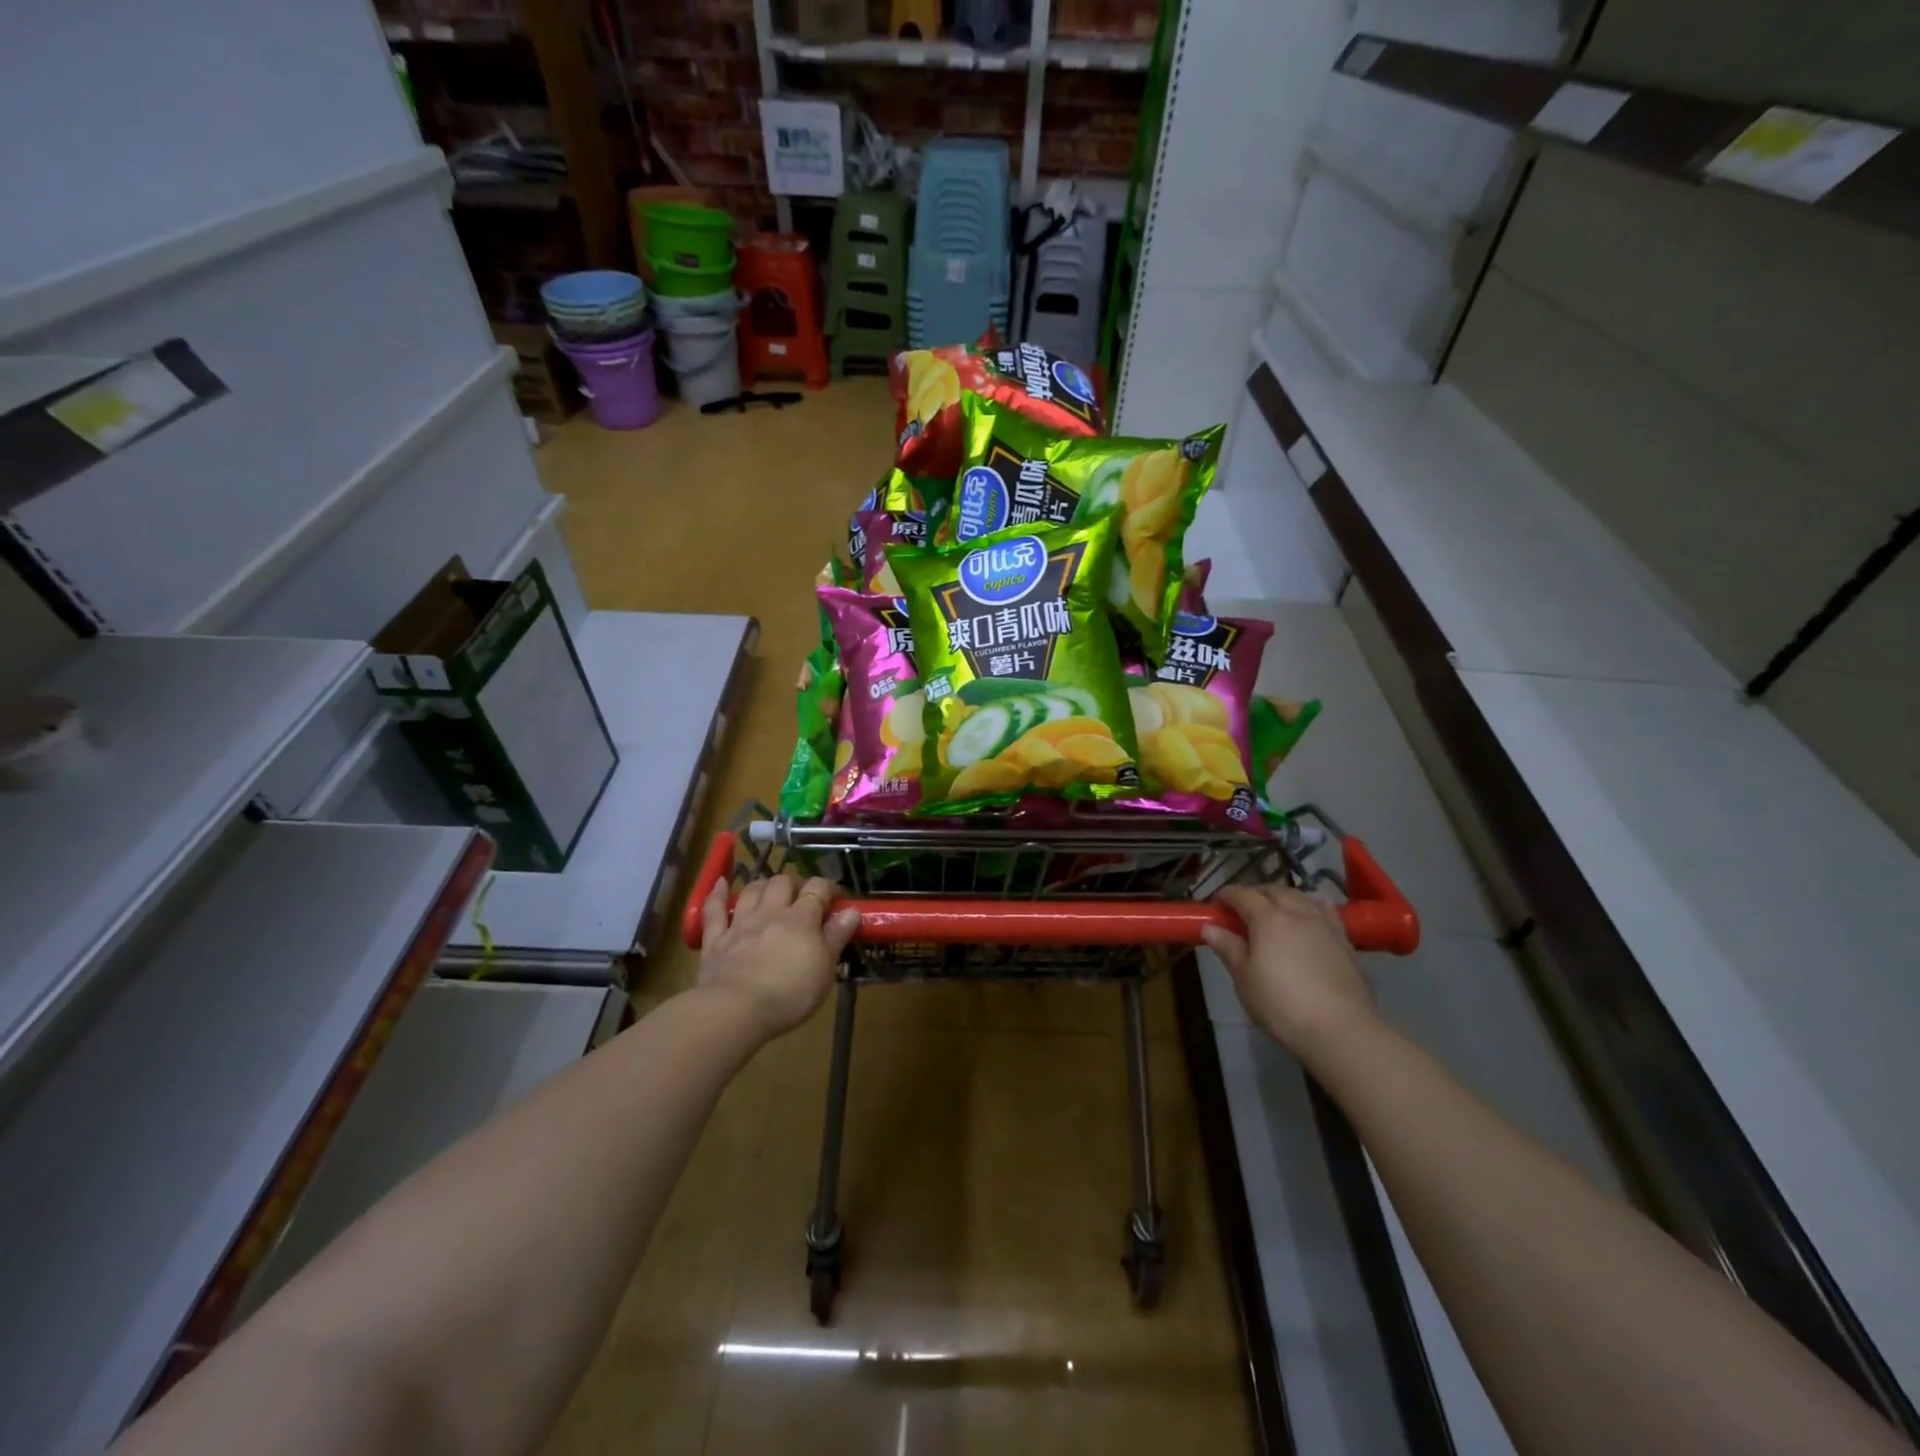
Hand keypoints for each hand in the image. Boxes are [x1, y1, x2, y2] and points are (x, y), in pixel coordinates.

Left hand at [697, 873, 859, 1039]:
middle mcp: (770, 912)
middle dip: (795, 883)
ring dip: (764, 885)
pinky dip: (718, 894)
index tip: (837, 898)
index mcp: (801, 918)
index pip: (818, 888)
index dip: (829, 887)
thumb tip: (851, 911)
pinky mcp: (716, 939)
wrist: (736, 1010)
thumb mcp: (825, 969)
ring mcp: (740, 923)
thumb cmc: (790, 993)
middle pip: (783, 881)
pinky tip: (721, 884)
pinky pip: (714, 909)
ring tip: (771, 892)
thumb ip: (837, 937)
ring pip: (752, 889)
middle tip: (803, 898)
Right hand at [1202, 883, 1374, 1056]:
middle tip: (1242, 908)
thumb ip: (1229, 949)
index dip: (1227, 895)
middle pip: (1274, 891)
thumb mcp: (1244, 979)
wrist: (1341, 1029)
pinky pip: (1326, 912)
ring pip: (1301, 897)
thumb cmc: (1281, 1004)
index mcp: (1268, 918)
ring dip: (1283, 897)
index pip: (1243, 895)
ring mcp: (1325, 925)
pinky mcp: (1346, 942)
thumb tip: (1210, 928)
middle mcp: (1297, 912)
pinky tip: (1311, 915)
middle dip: (1255, 893)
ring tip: (1275, 910)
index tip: (1216, 902)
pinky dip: (1312, 907)